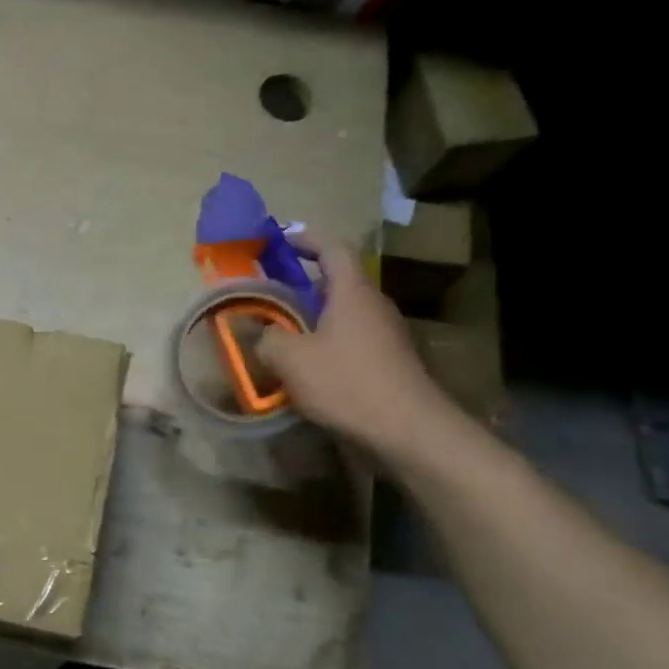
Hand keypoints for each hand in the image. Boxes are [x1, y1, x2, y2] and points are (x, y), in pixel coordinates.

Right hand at [257, 230, 458, 460]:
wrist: (407, 429)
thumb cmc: (346, 382)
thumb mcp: (290, 359)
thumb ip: (267, 338)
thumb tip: (260, 334)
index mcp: (352, 292)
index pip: (333, 248)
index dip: (306, 240)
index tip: (279, 241)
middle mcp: (373, 305)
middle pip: (338, 282)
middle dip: (303, 283)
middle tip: (269, 293)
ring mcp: (385, 335)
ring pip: (343, 314)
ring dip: (312, 317)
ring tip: (280, 333)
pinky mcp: (388, 362)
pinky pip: (350, 340)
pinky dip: (325, 343)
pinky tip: (304, 368)